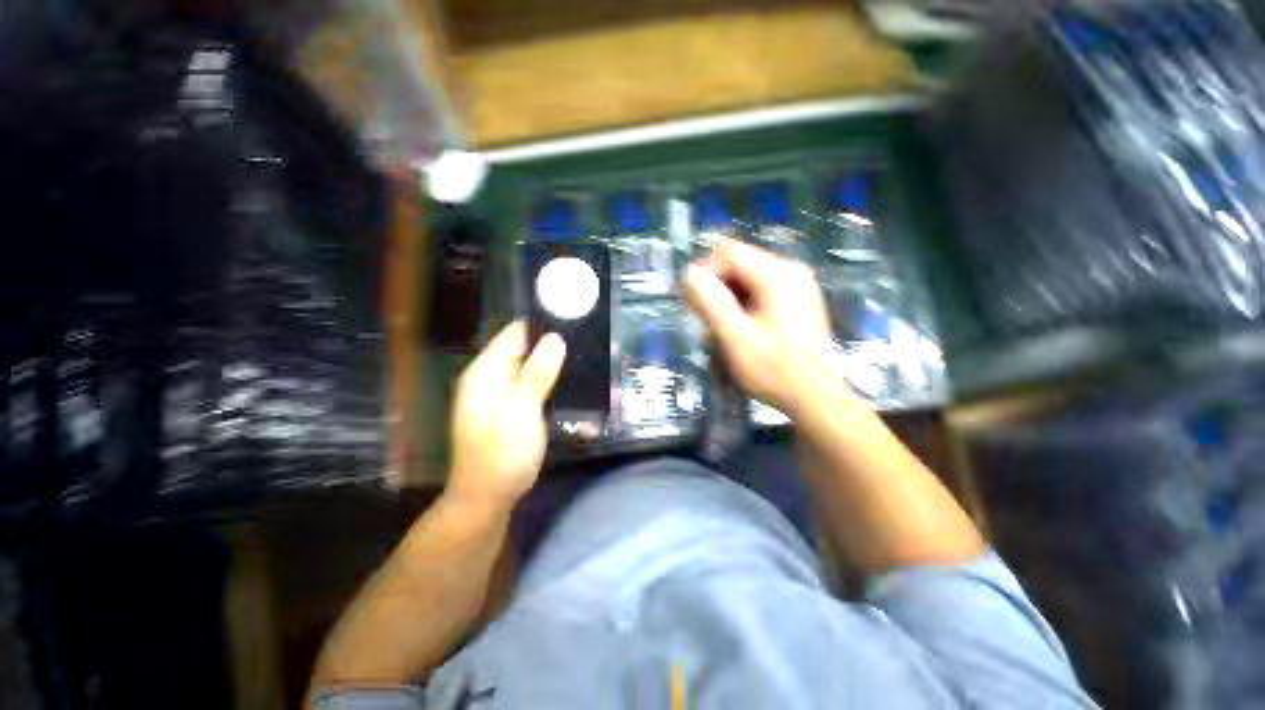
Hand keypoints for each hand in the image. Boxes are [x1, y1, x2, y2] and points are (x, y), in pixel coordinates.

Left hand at [448, 321, 566, 507]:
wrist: (487, 497)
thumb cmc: (502, 454)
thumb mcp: (521, 411)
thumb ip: (537, 373)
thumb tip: (555, 338)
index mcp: (485, 371)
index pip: (514, 333)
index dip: (542, 324)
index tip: (572, 320)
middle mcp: (490, 377)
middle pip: (523, 349)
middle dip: (551, 345)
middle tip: (584, 343)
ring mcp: (499, 394)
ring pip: (529, 367)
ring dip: (552, 363)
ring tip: (583, 358)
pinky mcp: (510, 408)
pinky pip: (531, 384)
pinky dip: (548, 381)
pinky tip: (568, 382)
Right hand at [682, 239, 837, 413]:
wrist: (814, 398)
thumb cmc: (773, 369)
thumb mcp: (734, 336)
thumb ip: (709, 302)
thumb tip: (688, 273)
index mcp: (777, 274)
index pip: (728, 252)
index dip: (704, 273)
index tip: (693, 303)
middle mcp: (790, 270)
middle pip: (738, 262)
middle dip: (715, 286)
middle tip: (704, 319)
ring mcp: (797, 284)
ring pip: (747, 276)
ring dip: (727, 297)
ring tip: (720, 327)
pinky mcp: (797, 299)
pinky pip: (759, 289)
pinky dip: (742, 303)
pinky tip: (740, 327)